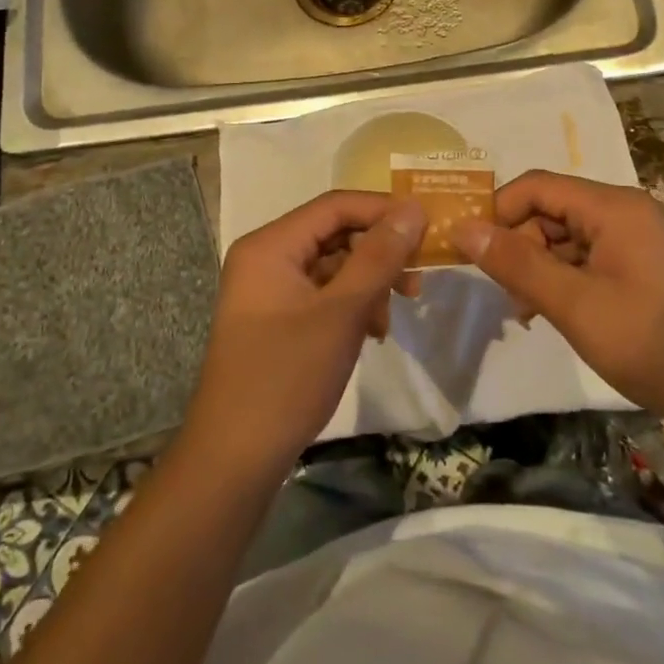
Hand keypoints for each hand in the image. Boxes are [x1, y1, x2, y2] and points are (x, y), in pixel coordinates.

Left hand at [184, 190, 424, 472]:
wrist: (235, 458)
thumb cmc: (287, 376)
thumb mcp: (342, 312)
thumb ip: (379, 256)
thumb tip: (413, 208)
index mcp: (270, 245)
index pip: (335, 205)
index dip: (384, 210)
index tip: (428, 228)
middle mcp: (266, 257)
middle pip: (334, 233)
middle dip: (380, 252)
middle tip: (419, 276)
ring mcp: (268, 290)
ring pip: (333, 266)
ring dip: (370, 282)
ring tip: (395, 313)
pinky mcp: (276, 318)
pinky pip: (323, 293)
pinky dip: (352, 305)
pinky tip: (373, 331)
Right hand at [451, 170, 663, 426]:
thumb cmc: (650, 343)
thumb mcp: (574, 305)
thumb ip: (516, 264)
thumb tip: (462, 229)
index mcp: (614, 207)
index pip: (537, 186)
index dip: (499, 211)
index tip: (471, 250)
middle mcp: (627, 211)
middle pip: (552, 210)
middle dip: (520, 245)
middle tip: (505, 294)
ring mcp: (639, 238)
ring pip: (568, 236)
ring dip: (540, 266)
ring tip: (527, 311)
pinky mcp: (644, 264)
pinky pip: (590, 256)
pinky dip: (565, 278)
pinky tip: (554, 312)